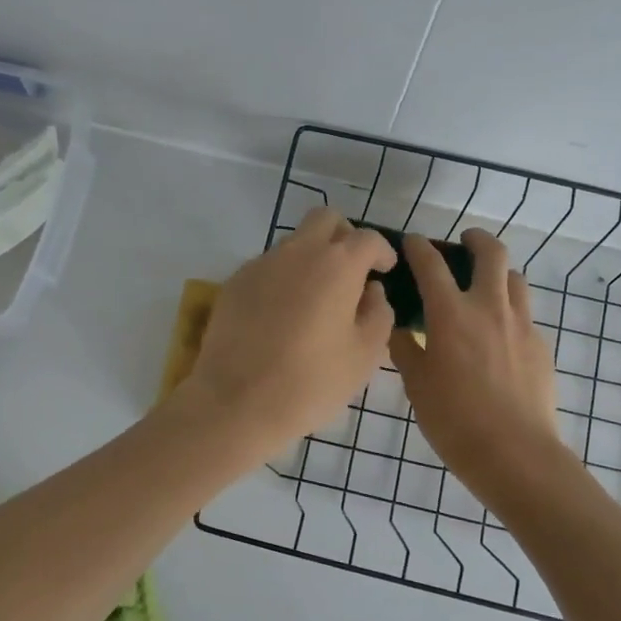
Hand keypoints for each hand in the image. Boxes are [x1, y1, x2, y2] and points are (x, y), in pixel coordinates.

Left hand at [178, 206, 396, 455]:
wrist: (237, 401)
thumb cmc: (312, 381)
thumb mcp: (364, 355)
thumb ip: (378, 313)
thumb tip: (372, 291)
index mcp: (337, 265)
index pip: (367, 238)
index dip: (382, 250)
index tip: (385, 269)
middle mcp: (298, 252)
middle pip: (325, 219)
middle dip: (344, 236)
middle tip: (351, 269)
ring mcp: (261, 264)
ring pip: (294, 242)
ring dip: (312, 256)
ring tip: (317, 297)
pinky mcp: (235, 283)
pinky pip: (268, 266)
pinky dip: (284, 277)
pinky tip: (284, 313)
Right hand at [391, 229, 562, 492]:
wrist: (515, 453)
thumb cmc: (454, 419)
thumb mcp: (417, 385)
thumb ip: (406, 350)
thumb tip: (399, 329)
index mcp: (451, 314)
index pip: (431, 264)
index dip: (418, 247)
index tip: (411, 242)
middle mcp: (489, 308)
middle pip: (491, 253)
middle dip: (476, 239)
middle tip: (465, 242)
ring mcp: (521, 325)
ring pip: (516, 279)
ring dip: (499, 273)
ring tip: (485, 286)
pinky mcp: (541, 346)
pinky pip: (526, 314)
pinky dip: (510, 310)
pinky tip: (500, 334)